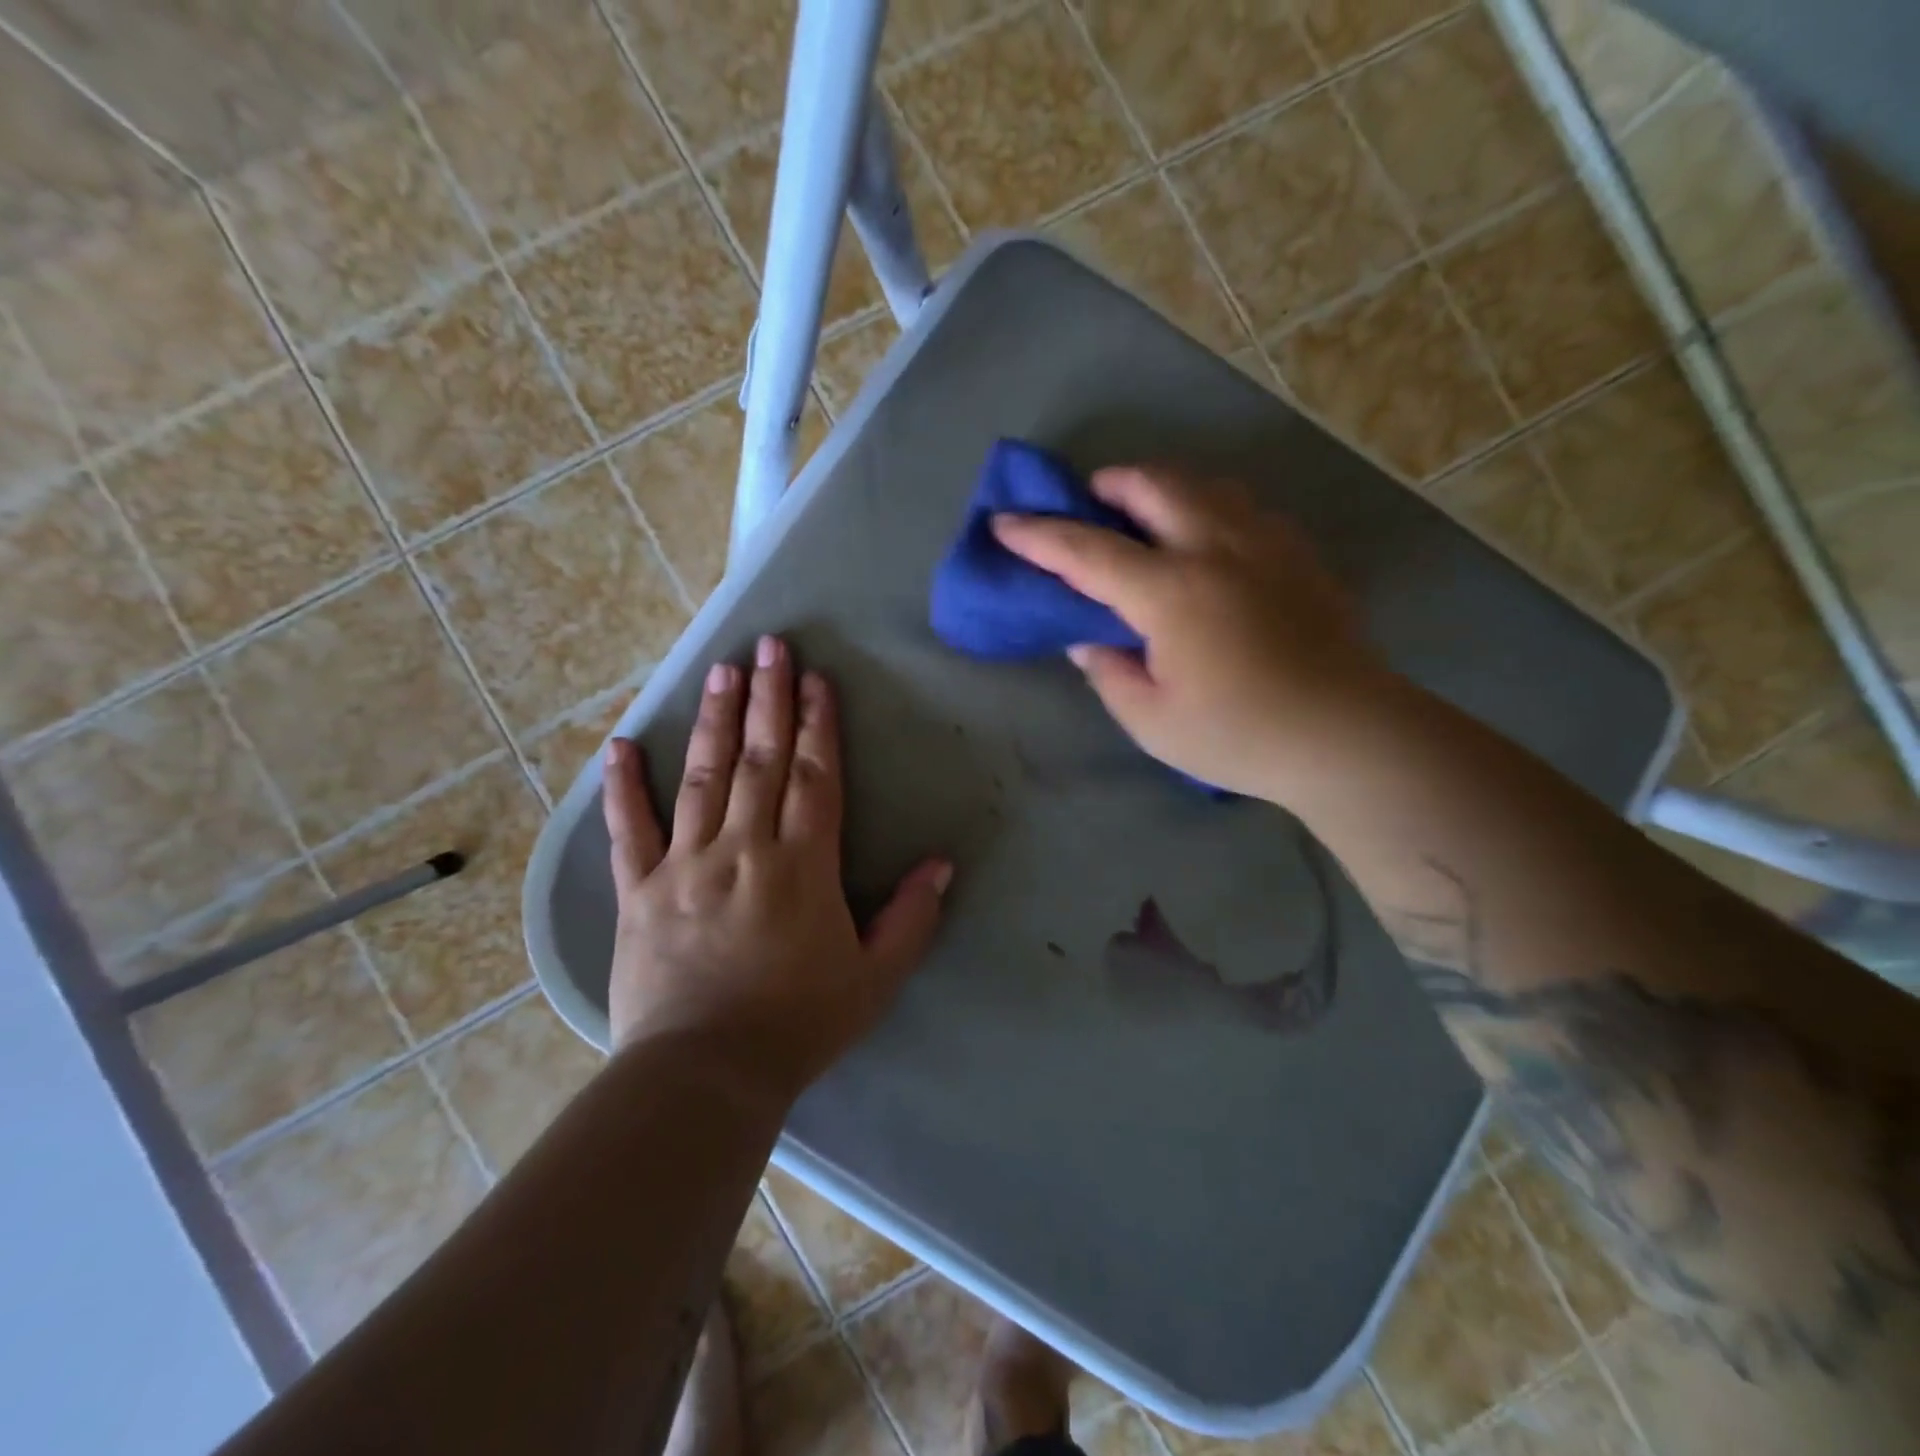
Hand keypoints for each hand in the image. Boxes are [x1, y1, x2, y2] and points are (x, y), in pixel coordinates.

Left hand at [602, 636, 951, 1099]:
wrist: (706, 1075)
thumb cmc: (800, 1025)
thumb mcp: (875, 979)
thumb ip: (911, 918)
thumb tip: (941, 864)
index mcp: (802, 866)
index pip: (814, 777)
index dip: (818, 724)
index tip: (817, 679)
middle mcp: (744, 849)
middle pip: (761, 760)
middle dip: (770, 698)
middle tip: (771, 646)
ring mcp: (685, 866)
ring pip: (703, 778)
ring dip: (716, 721)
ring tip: (723, 670)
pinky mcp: (639, 892)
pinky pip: (628, 831)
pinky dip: (623, 787)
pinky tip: (623, 745)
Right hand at [992, 465, 1389, 800]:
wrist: (1346, 736)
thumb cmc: (1239, 735)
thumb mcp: (1151, 722)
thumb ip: (1110, 674)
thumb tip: (1089, 642)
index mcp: (1171, 592)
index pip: (1088, 551)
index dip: (1039, 536)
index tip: (1004, 523)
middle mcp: (1216, 549)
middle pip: (1154, 485)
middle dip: (1110, 484)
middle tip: (1090, 504)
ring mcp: (1266, 544)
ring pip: (1206, 484)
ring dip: (1164, 489)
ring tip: (1148, 517)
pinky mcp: (1300, 556)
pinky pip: (1246, 509)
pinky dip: (1211, 510)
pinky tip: (1211, 545)